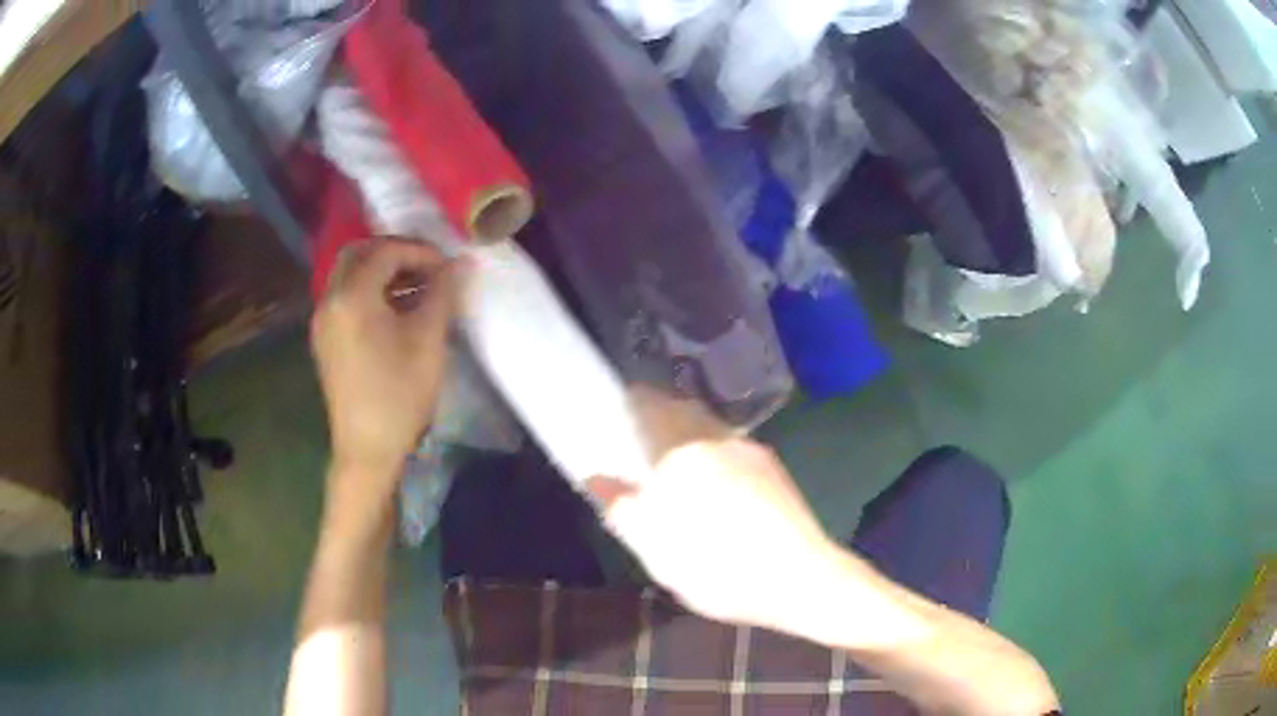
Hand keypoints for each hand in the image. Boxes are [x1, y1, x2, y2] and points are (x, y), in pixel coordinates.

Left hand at [311, 238, 463, 499]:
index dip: (419, 251)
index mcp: (352, 297)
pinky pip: (345, 297)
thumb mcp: (428, 341)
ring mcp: (323, 320)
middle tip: (427, 267)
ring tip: (417, 288)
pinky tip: (395, 311)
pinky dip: (369, 290)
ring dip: (381, 271)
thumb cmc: (399, 395)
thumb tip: (460, 262)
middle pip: (359, 254)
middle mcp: (329, 300)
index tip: (447, 266)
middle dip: (395, 253)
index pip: (385, 251)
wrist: (367, 449)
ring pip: (349, 275)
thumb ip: (443, 294)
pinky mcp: (325, 339)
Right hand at [588, 390, 840, 629]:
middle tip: (640, 442)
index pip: (650, 404)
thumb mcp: (655, 549)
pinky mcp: (774, 468)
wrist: (800, 578)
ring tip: (675, 468)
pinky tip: (715, 487)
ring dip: (688, 436)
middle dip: (659, 418)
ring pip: (709, 429)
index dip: (631, 404)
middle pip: (683, 411)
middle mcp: (718, 438)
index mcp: (682, 450)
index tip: (618, 413)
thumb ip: (621, 507)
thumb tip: (596, 477)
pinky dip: (712, 453)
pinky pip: (731, 448)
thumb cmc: (717, 566)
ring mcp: (751, 451)